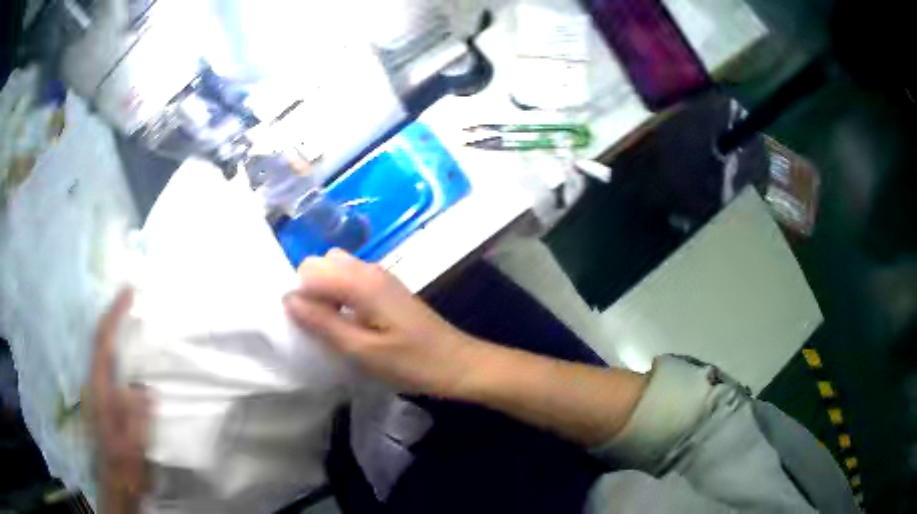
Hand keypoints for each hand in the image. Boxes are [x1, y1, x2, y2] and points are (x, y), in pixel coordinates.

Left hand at [88, 289, 149, 513]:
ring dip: (116, 326)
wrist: (117, 480)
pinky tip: (131, 347)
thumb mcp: (131, 445)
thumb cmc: (124, 464)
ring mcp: (101, 388)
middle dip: (113, 313)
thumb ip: (134, 418)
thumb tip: (145, 389)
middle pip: (101, 338)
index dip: (115, 314)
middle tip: (131, 295)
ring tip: (131, 312)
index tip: (130, 292)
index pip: (104, 343)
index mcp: (100, 389)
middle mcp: (96, 381)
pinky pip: (112, 362)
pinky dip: (119, 345)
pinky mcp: (107, 396)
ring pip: (104, 348)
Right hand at [284, 249, 483, 395]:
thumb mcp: (362, 350)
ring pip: (336, 270)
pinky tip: (350, 323)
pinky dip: (340, 296)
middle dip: (311, 290)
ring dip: (325, 293)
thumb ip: (323, 323)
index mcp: (361, 281)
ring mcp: (380, 277)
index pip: (310, 269)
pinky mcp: (387, 289)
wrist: (458, 364)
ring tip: (334, 327)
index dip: (300, 295)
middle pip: (322, 263)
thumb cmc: (412, 362)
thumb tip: (288, 299)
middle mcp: (368, 269)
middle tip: (321, 326)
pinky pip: (351, 281)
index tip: (308, 326)